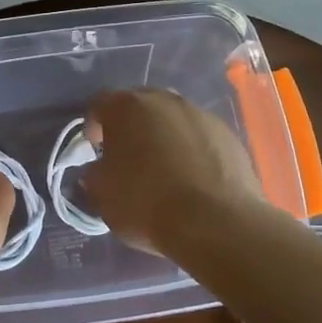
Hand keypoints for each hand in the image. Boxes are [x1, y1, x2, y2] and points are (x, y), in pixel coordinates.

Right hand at [83, 88, 266, 253]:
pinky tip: (193, 179)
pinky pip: (200, 137)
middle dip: (132, 127)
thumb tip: (101, 169)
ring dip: (164, 137)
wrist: (215, 222)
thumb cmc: (146, 202)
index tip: (96, 149)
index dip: (94, 125)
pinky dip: (193, 151)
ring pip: (173, 120)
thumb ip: (95, 172)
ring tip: (165, 170)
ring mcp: (200, 114)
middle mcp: (164, 100)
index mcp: (126, 107)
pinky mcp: (227, 134)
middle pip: (140, 106)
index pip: (100, 104)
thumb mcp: (101, 193)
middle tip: (129, 157)